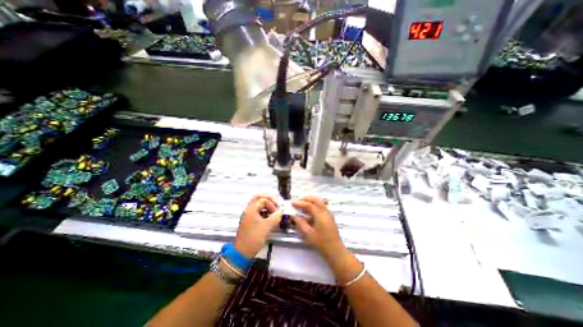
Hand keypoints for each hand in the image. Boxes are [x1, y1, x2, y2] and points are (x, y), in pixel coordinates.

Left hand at [235, 194, 283, 257]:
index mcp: (251, 209)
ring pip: (258, 204)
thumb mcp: (267, 227)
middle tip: (276, 204)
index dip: (272, 204)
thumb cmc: (253, 238)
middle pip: (258, 198)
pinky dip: (264, 211)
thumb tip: (280, 212)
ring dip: (266, 205)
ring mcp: (248, 215)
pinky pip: (258, 211)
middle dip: (268, 199)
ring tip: (274, 211)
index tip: (277, 212)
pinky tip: (270, 217)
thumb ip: (275, 217)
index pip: (263, 200)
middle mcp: (249, 210)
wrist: (242, 252)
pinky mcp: (250, 221)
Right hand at [291, 196, 344, 258]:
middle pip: (316, 200)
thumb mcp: (308, 234)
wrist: (335, 251)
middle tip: (298, 200)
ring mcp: (328, 214)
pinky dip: (315, 205)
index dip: (300, 203)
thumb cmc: (321, 243)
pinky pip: (322, 206)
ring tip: (303, 204)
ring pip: (320, 202)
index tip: (292, 202)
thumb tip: (293, 215)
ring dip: (311, 201)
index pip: (309, 205)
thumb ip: (300, 223)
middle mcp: (325, 212)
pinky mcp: (329, 217)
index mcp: (320, 215)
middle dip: (307, 198)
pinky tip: (310, 211)